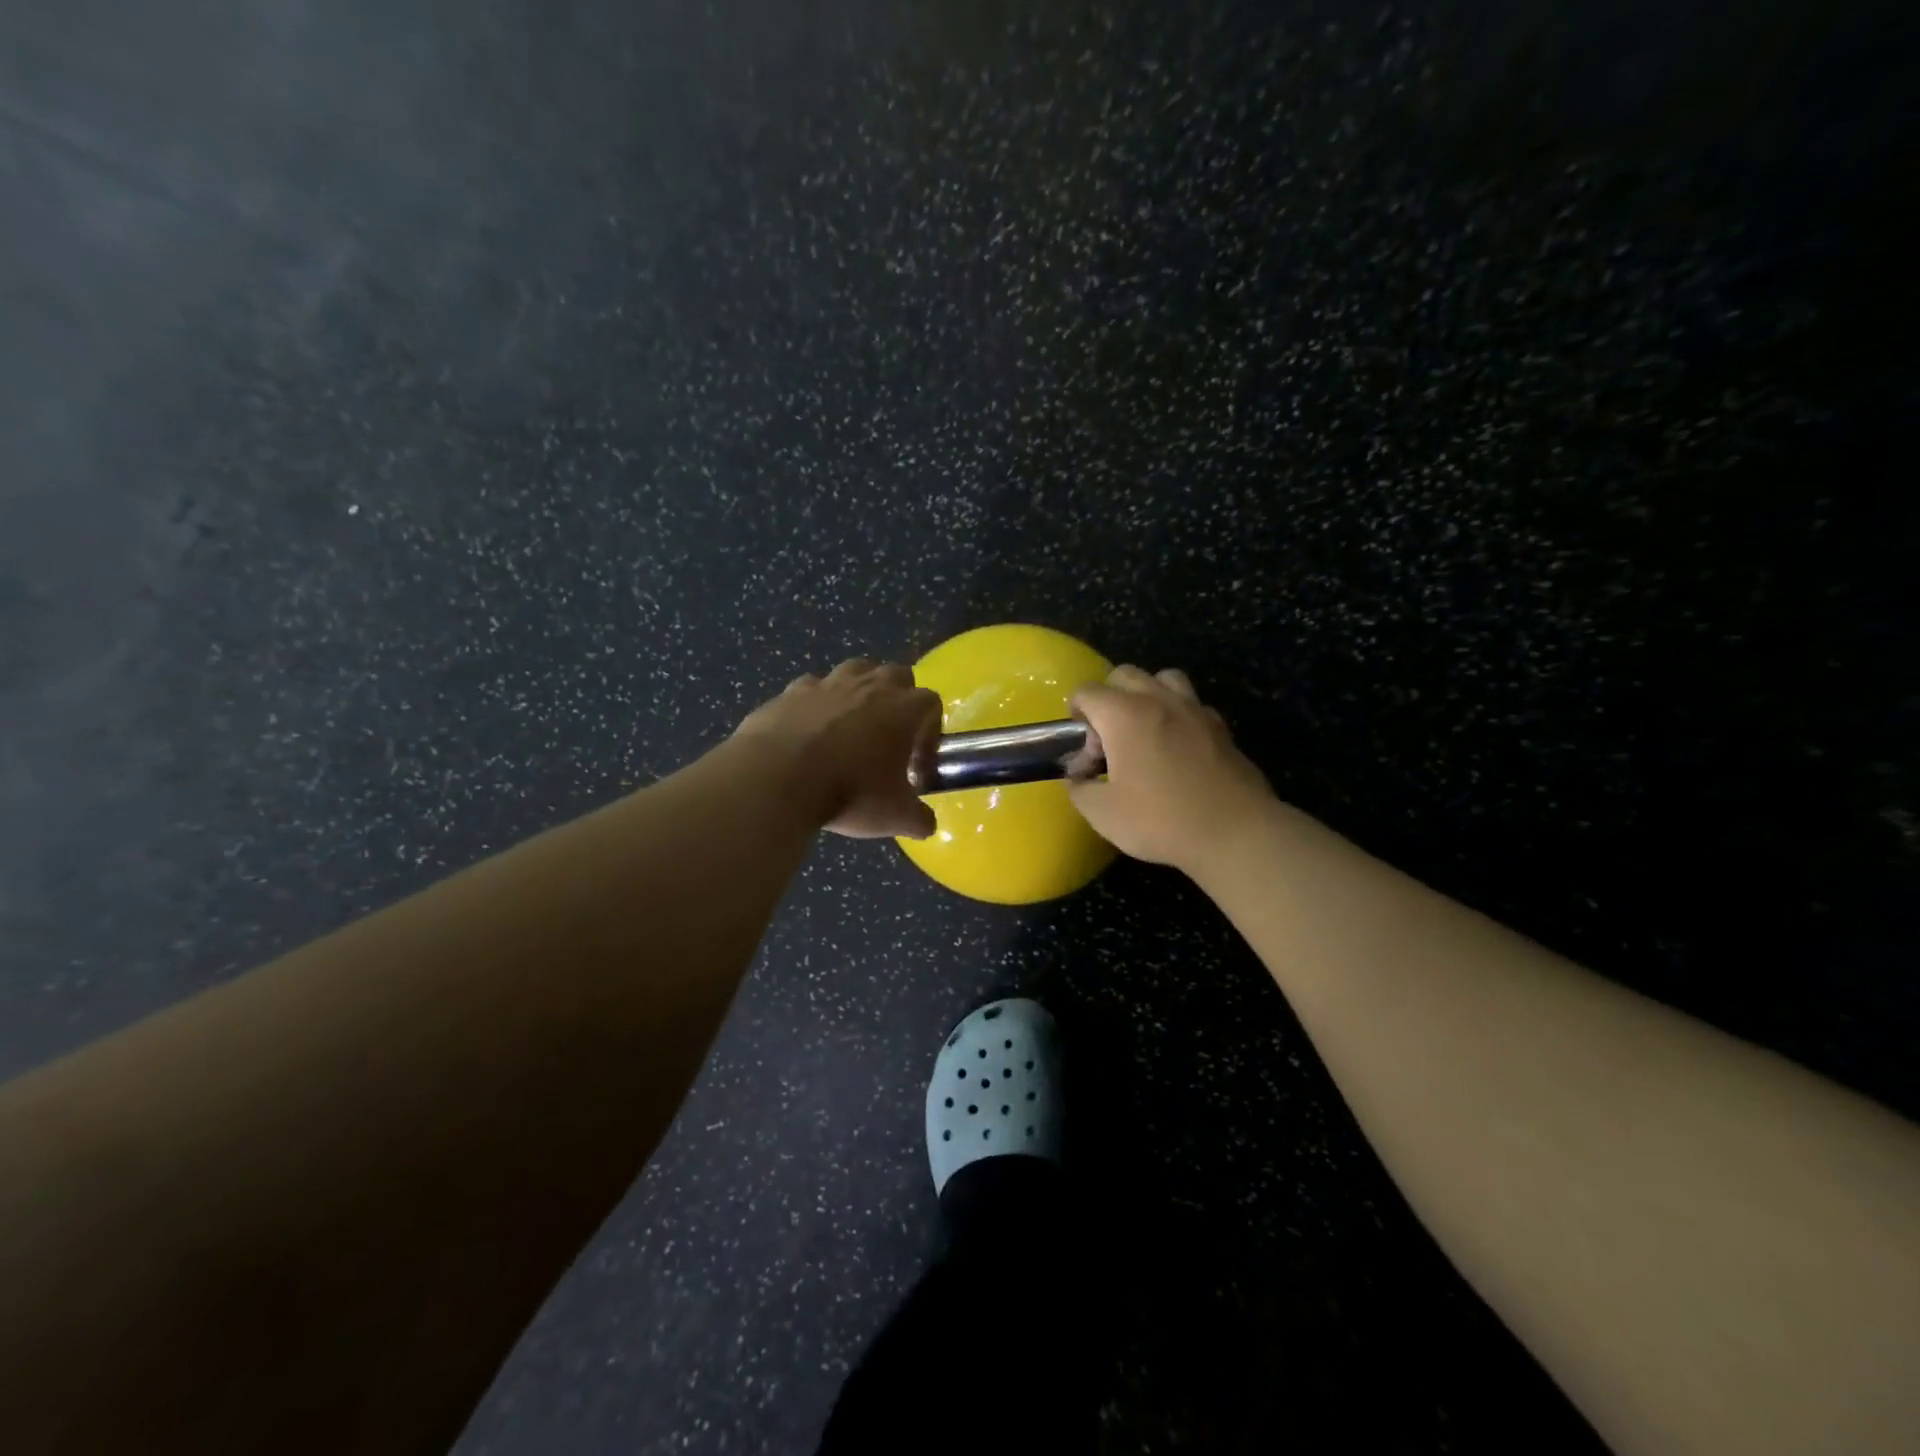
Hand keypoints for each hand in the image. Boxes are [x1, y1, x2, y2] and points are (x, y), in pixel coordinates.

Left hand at [734, 658, 941, 838]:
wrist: (779, 779)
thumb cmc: (850, 792)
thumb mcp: (895, 816)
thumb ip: (918, 818)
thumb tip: (926, 824)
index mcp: (904, 708)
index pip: (931, 703)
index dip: (930, 732)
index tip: (917, 764)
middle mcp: (870, 685)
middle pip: (897, 675)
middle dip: (899, 700)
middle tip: (889, 738)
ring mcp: (828, 683)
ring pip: (855, 670)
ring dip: (859, 692)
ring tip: (851, 727)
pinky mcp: (791, 691)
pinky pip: (811, 689)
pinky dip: (816, 705)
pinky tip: (809, 732)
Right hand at [1067, 666, 1273, 873]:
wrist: (1234, 833)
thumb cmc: (1161, 820)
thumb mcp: (1103, 814)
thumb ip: (1080, 790)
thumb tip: (1078, 778)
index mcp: (1124, 715)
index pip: (1087, 692)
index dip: (1076, 714)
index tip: (1083, 747)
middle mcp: (1159, 700)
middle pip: (1125, 675)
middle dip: (1108, 698)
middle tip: (1109, 738)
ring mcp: (1194, 709)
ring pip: (1164, 678)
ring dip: (1147, 694)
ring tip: (1145, 730)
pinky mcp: (1221, 727)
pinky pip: (1192, 703)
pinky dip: (1178, 714)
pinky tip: (1178, 747)